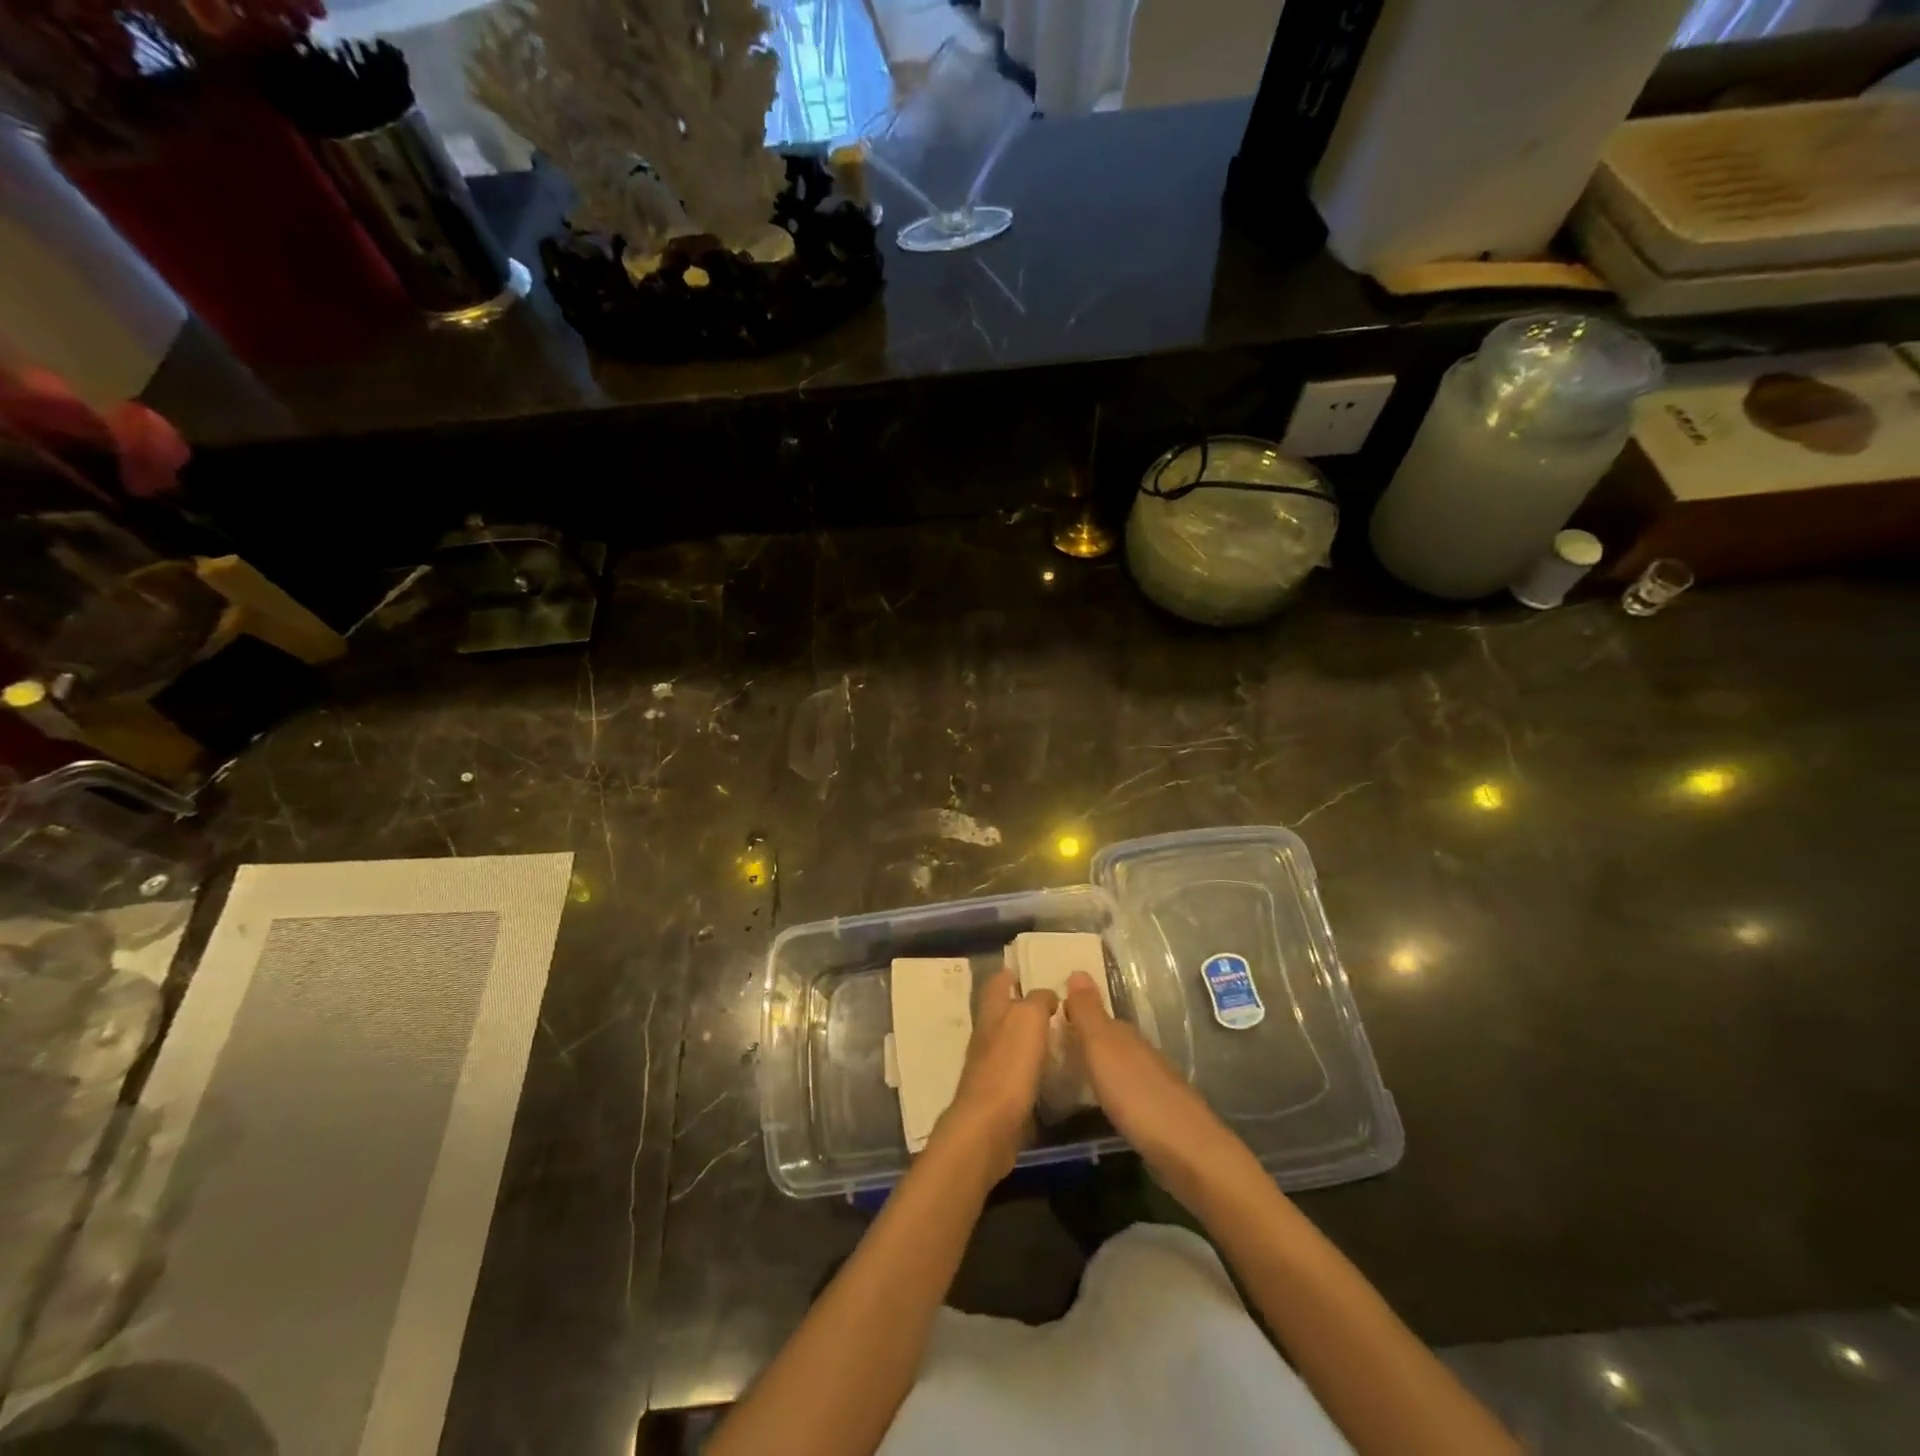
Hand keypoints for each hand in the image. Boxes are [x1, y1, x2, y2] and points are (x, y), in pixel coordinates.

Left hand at [937, 968, 1056, 1177]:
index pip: (996, 983)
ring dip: (1028, 1037)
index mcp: (991, 1013)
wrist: (988, 1127)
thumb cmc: (1008, 1066)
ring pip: (1009, 1042)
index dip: (1009, 973)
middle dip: (1021, 1005)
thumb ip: (1038, 1000)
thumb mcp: (1028, 1019)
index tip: (1029, 969)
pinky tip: (1050, 1073)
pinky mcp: (997, 1096)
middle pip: (1001, 1012)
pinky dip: (1031, 1068)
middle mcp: (986, 1036)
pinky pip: (1016, 1073)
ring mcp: (989, 1067)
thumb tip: (1046, 995)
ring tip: (1058, 1036)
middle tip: (1054, 1004)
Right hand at [1063, 971, 1234, 1173]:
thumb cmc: (1136, 1095)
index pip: (1094, 1013)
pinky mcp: (1156, 1113)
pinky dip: (1107, 1090)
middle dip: (1081, 1038)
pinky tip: (1097, 1102)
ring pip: (1116, 1064)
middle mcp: (1139, 1051)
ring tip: (1064, 1074)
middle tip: (1047, 1047)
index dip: (1071, 1013)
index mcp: (1124, 1034)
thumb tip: (1077, 969)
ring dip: (1094, 1065)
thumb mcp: (1102, 1048)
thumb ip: (1088, 1013)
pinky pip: (1123, 1091)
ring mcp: (1150, 1082)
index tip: (1042, 1019)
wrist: (1187, 1151)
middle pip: (1106, 1038)